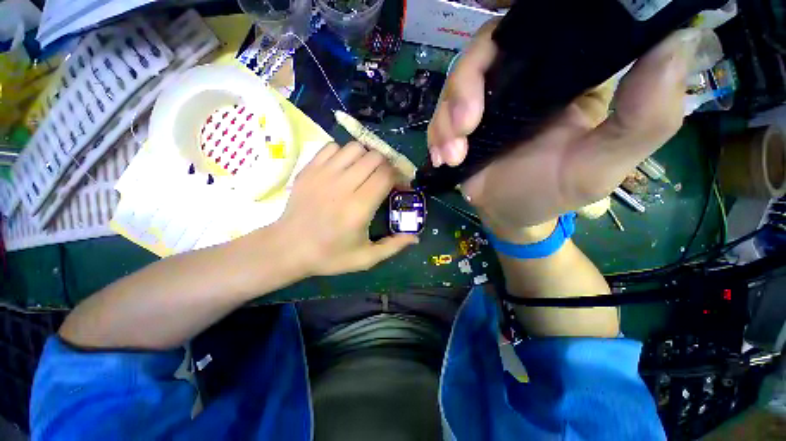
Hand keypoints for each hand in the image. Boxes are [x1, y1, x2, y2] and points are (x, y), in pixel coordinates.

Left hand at [275, 142, 417, 275]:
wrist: (288, 248)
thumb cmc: (329, 255)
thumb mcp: (365, 258)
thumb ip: (393, 246)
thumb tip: (415, 237)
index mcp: (359, 207)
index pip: (386, 175)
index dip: (399, 176)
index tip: (400, 186)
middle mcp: (342, 185)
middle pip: (375, 157)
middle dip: (387, 166)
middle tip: (385, 179)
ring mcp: (323, 174)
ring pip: (355, 147)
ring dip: (367, 157)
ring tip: (366, 172)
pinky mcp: (309, 169)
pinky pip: (333, 147)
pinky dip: (344, 153)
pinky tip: (344, 169)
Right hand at [428, 19, 702, 236]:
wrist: (511, 213)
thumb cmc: (554, 192)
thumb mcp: (604, 164)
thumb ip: (645, 116)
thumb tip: (675, 41)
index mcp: (566, 74)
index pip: (547, 24)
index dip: (529, 25)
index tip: (514, 55)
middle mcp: (522, 77)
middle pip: (487, 48)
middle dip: (466, 85)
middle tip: (466, 127)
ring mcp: (486, 99)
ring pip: (456, 81)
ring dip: (446, 118)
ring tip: (452, 153)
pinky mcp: (460, 122)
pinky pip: (440, 115)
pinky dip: (436, 134)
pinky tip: (443, 157)